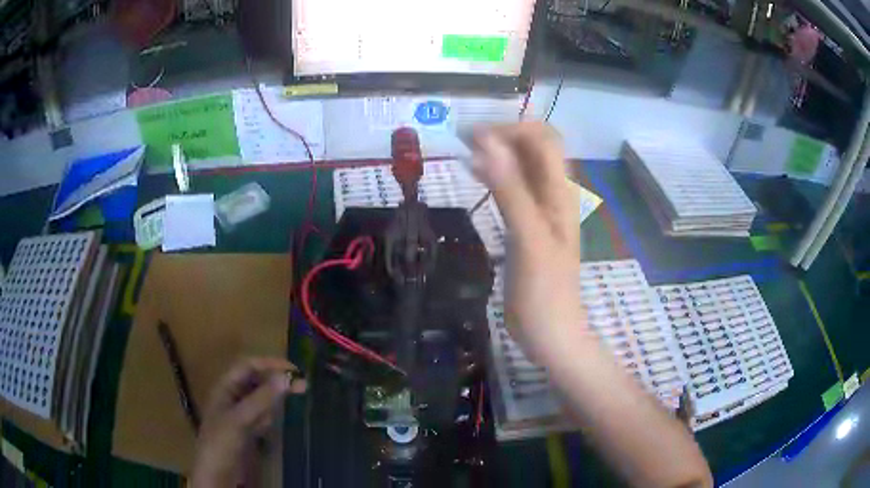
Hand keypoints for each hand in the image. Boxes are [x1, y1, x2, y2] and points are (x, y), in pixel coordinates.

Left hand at [190, 358, 306, 487]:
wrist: (216, 472)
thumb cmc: (222, 440)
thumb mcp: (240, 418)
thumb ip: (262, 398)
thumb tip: (286, 377)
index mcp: (225, 387)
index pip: (248, 365)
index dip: (269, 363)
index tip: (293, 369)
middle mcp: (232, 396)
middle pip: (256, 381)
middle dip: (276, 382)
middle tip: (303, 386)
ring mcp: (239, 413)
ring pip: (260, 399)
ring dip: (272, 402)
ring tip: (274, 416)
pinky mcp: (245, 429)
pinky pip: (261, 415)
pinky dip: (268, 417)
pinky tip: (266, 428)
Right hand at [472, 123, 584, 364]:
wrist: (550, 333)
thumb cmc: (543, 291)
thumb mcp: (529, 238)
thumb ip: (511, 190)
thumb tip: (487, 143)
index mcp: (560, 192)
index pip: (544, 139)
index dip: (513, 128)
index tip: (476, 136)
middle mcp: (553, 194)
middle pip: (533, 148)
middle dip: (502, 135)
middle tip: (465, 139)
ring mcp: (540, 210)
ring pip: (521, 166)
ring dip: (497, 152)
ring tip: (464, 149)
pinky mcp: (527, 225)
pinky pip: (512, 188)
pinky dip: (494, 175)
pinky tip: (473, 174)